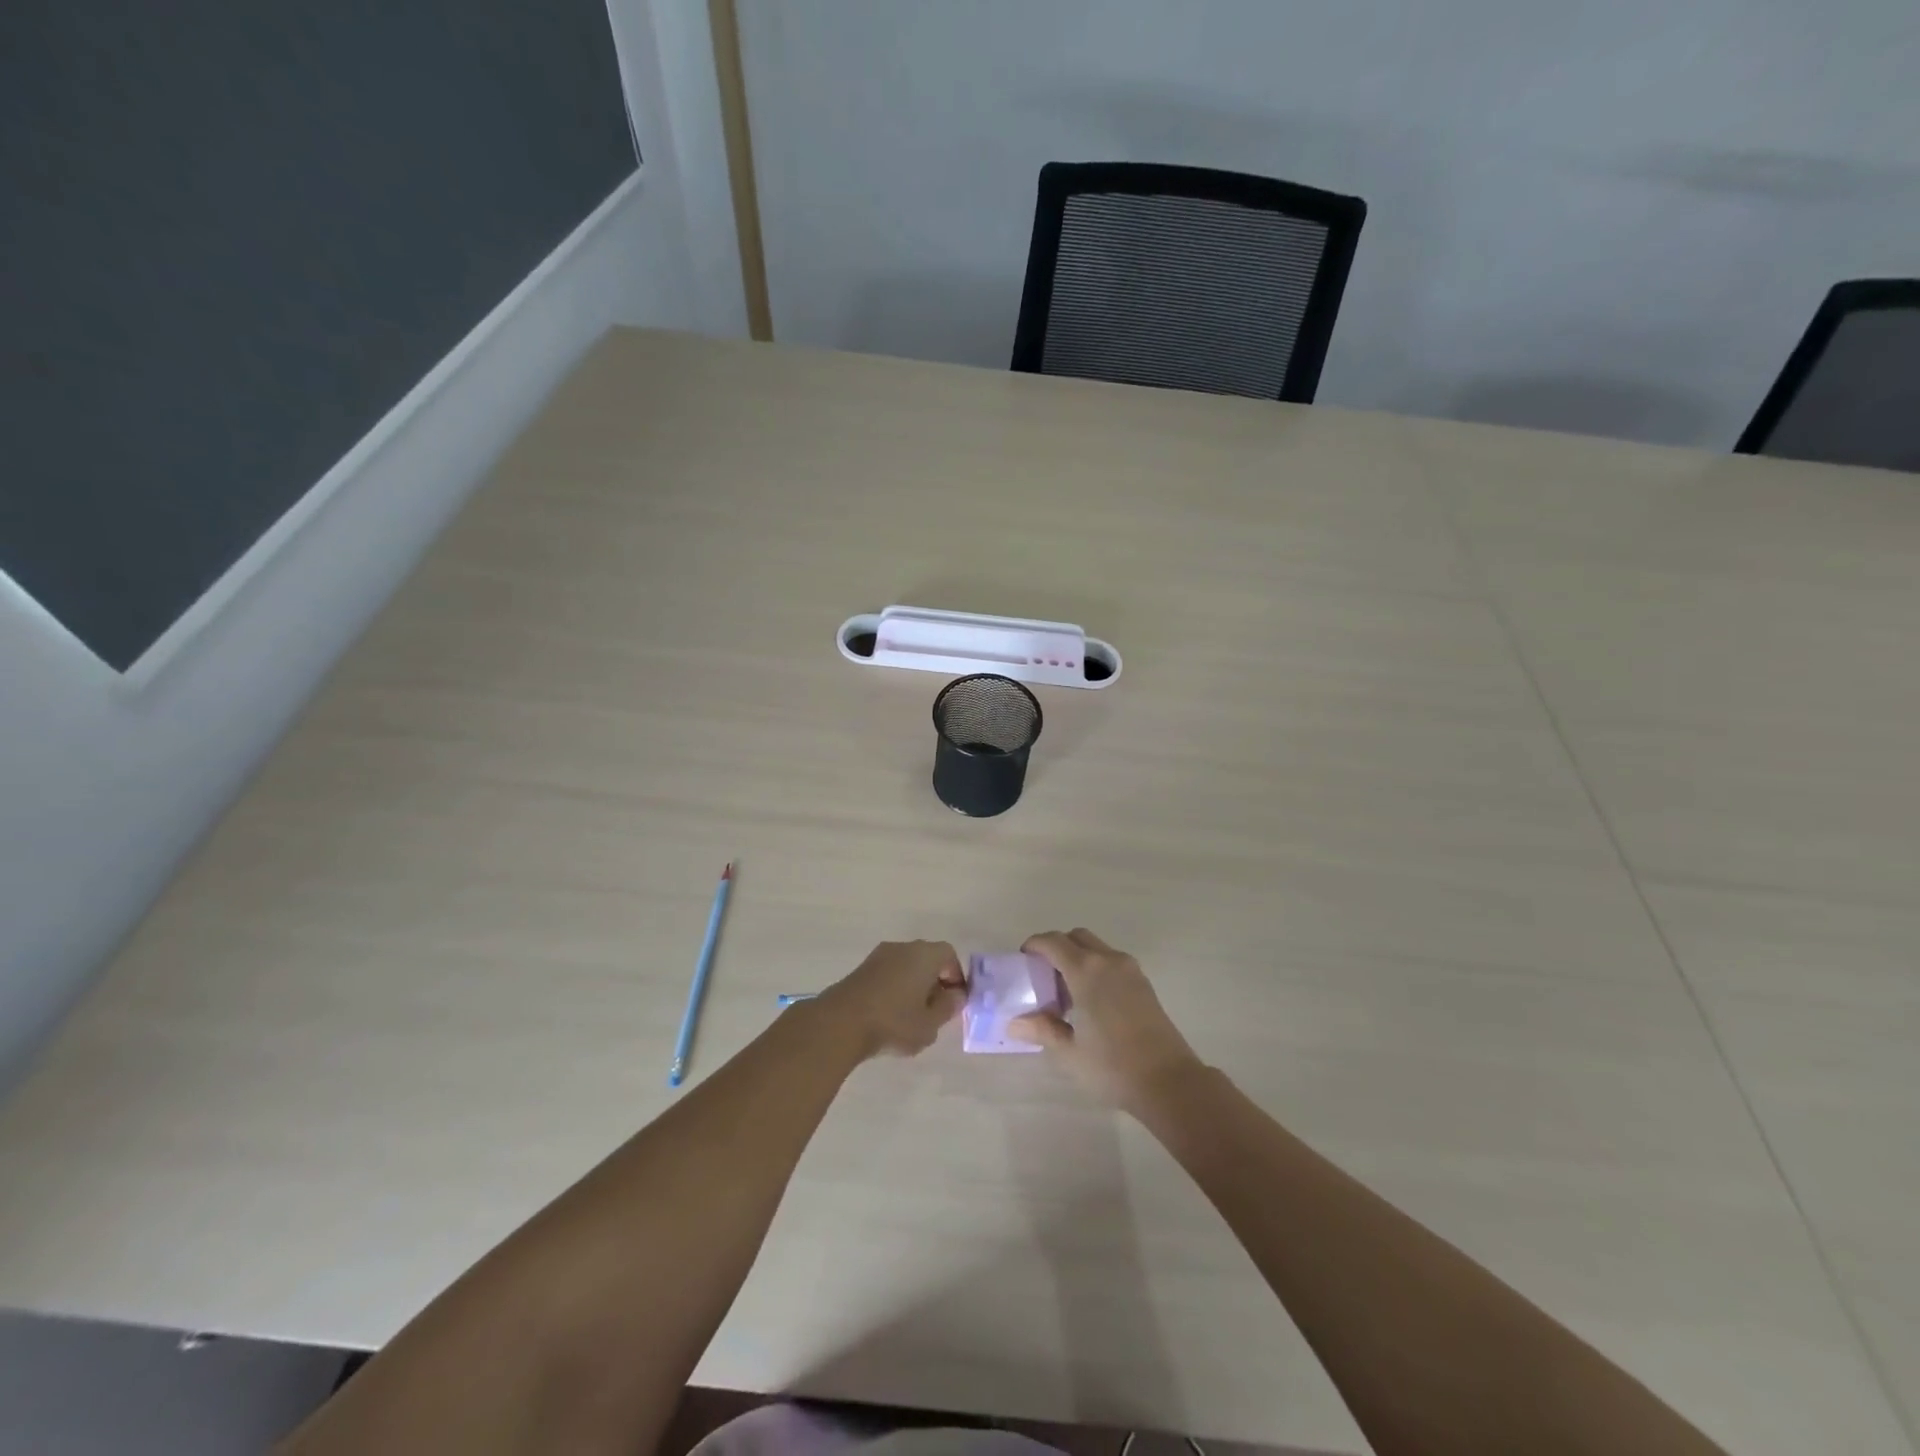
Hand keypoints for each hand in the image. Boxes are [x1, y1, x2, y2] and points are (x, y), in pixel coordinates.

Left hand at [815, 941, 965, 1059]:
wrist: (840, 1022)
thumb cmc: (894, 1022)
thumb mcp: (930, 1024)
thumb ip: (948, 1007)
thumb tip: (955, 995)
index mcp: (925, 954)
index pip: (949, 955)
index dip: (956, 976)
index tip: (955, 1000)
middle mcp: (903, 947)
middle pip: (927, 958)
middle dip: (935, 981)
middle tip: (935, 1009)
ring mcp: (879, 956)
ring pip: (906, 966)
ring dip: (913, 985)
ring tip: (912, 1016)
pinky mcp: (861, 969)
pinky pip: (888, 973)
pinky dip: (895, 988)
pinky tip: (890, 1014)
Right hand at [1010, 929, 1204, 1109]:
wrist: (1169, 1081)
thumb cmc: (1112, 1066)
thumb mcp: (1069, 1052)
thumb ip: (1042, 1030)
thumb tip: (1014, 1023)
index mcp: (1086, 971)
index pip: (1053, 942)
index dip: (1035, 945)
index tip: (1023, 960)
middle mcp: (1108, 961)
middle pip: (1077, 937)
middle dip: (1057, 948)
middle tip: (1044, 976)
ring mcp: (1130, 970)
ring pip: (1097, 948)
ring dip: (1078, 957)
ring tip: (1067, 993)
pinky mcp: (1144, 984)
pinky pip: (1112, 962)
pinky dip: (1096, 968)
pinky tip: (1092, 1002)